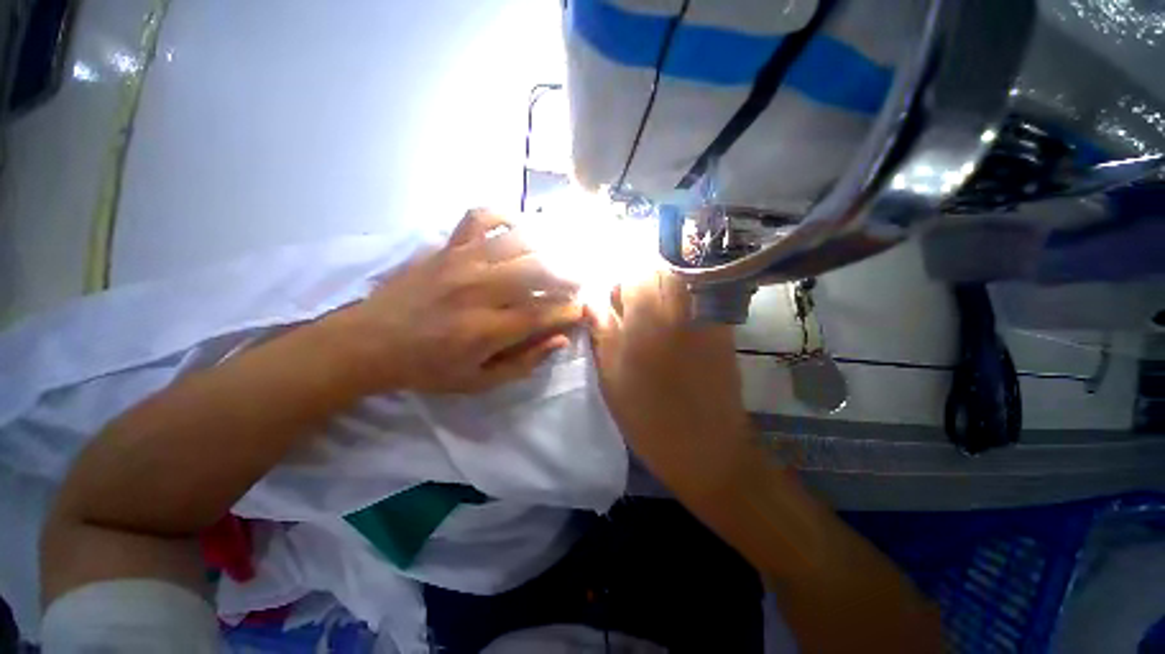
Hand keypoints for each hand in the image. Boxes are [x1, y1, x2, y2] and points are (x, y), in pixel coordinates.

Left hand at [339, 209, 583, 393]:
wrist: (369, 342)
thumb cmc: (427, 367)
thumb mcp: (479, 381)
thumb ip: (524, 362)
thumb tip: (560, 339)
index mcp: (490, 328)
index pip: (546, 312)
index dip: (571, 310)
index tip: (581, 310)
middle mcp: (482, 290)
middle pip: (541, 270)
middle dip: (569, 276)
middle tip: (578, 282)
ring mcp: (464, 262)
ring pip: (520, 241)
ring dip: (547, 247)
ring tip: (558, 256)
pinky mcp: (448, 247)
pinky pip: (480, 218)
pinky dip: (504, 216)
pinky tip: (516, 227)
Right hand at [587, 272, 752, 497]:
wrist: (707, 447)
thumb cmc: (649, 416)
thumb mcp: (611, 376)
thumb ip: (601, 332)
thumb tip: (590, 300)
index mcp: (647, 319)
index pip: (634, 272)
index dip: (620, 283)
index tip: (613, 303)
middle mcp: (679, 308)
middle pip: (660, 269)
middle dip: (641, 282)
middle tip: (632, 311)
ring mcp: (705, 315)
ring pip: (680, 280)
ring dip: (662, 290)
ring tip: (652, 318)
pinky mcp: (722, 328)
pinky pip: (700, 297)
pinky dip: (682, 301)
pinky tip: (675, 327)